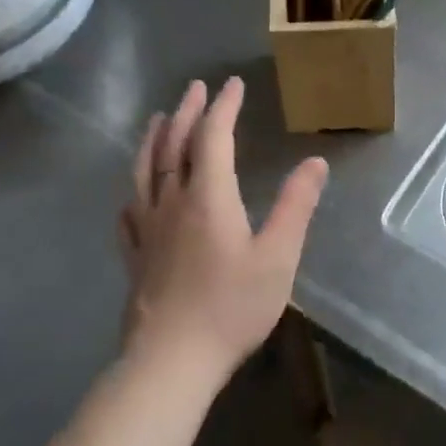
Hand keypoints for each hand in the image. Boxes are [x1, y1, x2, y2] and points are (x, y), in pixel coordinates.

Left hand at [119, 78, 328, 385]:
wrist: (170, 362)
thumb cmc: (231, 307)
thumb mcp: (278, 256)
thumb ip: (296, 206)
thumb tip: (315, 162)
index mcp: (208, 196)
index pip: (213, 137)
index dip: (223, 106)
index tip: (233, 84)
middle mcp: (172, 202)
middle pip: (175, 145)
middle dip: (187, 112)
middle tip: (195, 88)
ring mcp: (147, 229)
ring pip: (145, 170)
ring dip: (154, 139)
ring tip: (159, 119)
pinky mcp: (134, 256)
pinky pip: (129, 210)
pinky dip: (134, 189)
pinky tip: (134, 192)